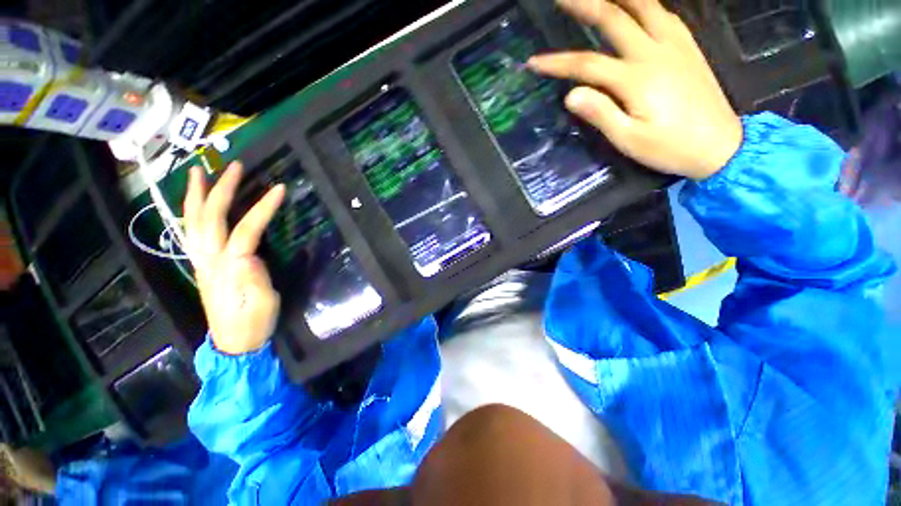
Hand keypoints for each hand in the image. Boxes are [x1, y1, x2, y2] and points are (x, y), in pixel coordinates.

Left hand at [184, 162, 285, 354]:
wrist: (234, 342)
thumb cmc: (254, 322)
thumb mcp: (265, 303)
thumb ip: (255, 277)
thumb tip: (250, 254)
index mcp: (230, 268)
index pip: (246, 230)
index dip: (263, 207)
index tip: (280, 188)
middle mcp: (209, 260)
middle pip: (210, 218)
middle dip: (221, 190)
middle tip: (234, 167)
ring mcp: (202, 262)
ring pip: (192, 223)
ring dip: (195, 196)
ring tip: (199, 173)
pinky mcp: (202, 266)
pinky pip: (191, 234)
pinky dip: (191, 213)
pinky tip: (196, 204)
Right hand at [528, 0, 742, 179]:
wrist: (721, 146)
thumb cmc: (670, 148)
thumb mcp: (629, 140)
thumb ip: (601, 114)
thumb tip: (571, 94)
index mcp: (636, 79)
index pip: (586, 64)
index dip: (557, 62)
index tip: (534, 62)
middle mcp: (654, 52)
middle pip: (614, 18)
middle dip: (584, 4)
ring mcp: (675, 45)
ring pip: (644, 5)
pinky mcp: (688, 46)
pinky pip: (664, 13)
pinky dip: (646, 3)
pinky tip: (636, 4)